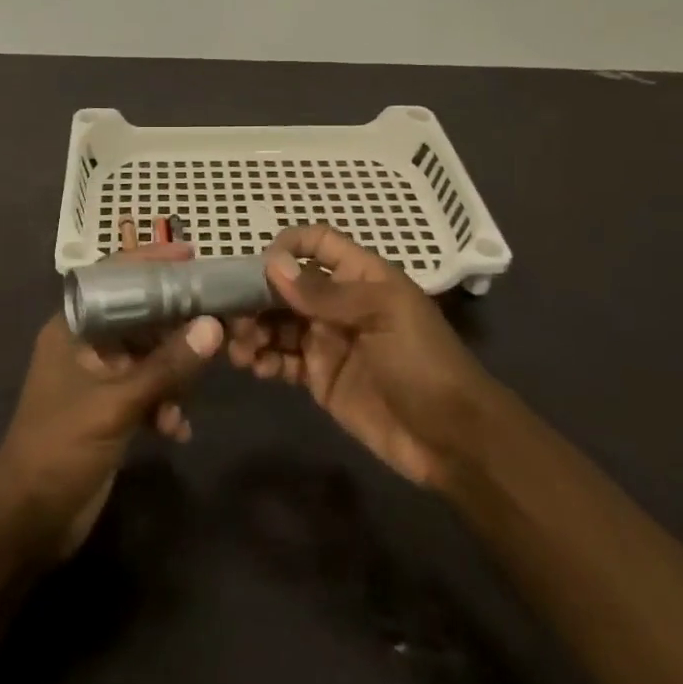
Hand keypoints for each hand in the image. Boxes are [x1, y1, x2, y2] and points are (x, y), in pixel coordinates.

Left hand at [0, 243, 221, 564]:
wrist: (28, 519)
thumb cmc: (61, 447)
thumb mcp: (116, 404)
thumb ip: (166, 366)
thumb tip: (213, 326)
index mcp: (74, 328)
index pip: (114, 279)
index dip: (150, 262)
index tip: (191, 254)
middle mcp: (87, 345)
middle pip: (140, 317)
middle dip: (177, 324)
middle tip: (221, 320)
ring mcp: (99, 379)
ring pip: (149, 356)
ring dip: (175, 372)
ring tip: (200, 386)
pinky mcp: (111, 410)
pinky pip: (148, 391)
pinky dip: (165, 403)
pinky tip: (178, 429)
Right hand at [228, 225, 494, 489]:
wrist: (452, 439)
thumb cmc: (423, 364)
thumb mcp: (382, 316)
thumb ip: (325, 293)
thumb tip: (272, 264)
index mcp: (360, 277)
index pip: (318, 244)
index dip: (288, 246)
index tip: (256, 266)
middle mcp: (338, 303)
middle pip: (286, 286)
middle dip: (256, 295)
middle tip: (230, 316)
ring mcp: (326, 341)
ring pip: (277, 323)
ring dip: (254, 329)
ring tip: (239, 348)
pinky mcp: (318, 378)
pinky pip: (281, 360)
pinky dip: (263, 359)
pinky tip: (254, 367)